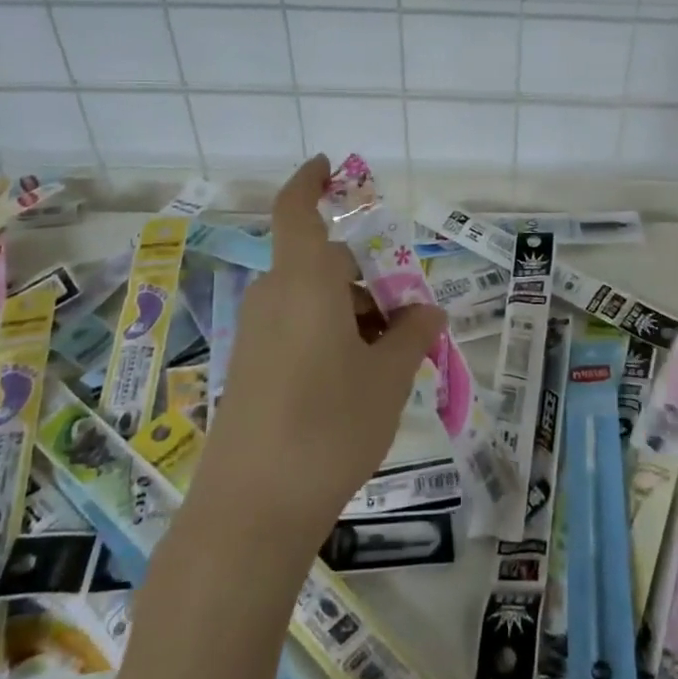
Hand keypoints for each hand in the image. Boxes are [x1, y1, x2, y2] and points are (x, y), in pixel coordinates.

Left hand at [190, 155, 445, 553]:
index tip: (328, 166)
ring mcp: (256, 336)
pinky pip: (296, 330)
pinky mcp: (250, 370)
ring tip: (393, 357)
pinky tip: (359, 381)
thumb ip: (413, 333)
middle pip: (322, 264)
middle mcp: (274, 298)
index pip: (297, 210)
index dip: (310, 181)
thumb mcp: (389, 376)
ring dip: (353, 312)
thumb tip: (427, 310)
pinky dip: (330, 335)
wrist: (251, 511)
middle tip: (409, 315)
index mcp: (305, 282)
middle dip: (367, 277)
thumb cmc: (330, 425)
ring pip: (312, 300)